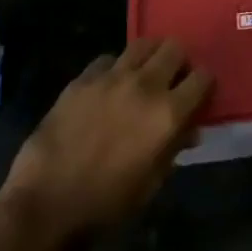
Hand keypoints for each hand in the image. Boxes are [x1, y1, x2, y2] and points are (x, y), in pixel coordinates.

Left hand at [0, 38, 213, 241]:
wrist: (47, 206)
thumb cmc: (107, 205)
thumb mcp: (152, 184)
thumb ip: (174, 148)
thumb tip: (189, 129)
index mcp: (167, 113)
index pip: (203, 78)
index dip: (204, 85)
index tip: (199, 95)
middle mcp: (145, 85)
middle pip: (174, 48)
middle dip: (178, 62)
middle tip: (172, 81)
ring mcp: (111, 77)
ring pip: (143, 44)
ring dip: (149, 57)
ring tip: (143, 76)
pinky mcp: (83, 78)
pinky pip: (108, 59)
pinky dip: (115, 69)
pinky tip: (108, 88)